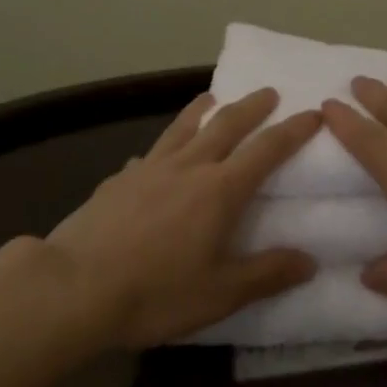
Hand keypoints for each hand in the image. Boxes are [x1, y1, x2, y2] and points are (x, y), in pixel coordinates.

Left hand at [42, 88, 319, 349]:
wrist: (73, 288)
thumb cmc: (155, 293)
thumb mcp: (220, 294)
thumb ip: (267, 274)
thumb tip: (311, 260)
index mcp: (220, 189)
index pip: (266, 149)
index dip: (293, 130)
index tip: (313, 112)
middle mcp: (189, 166)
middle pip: (226, 124)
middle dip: (253, 106)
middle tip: (270, 92)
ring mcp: (149, 168)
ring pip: (183, 127)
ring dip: (204, 109)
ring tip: (213, 97)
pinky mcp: (118, 179)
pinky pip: (149, 153)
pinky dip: (163, 146)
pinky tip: (155, 156)